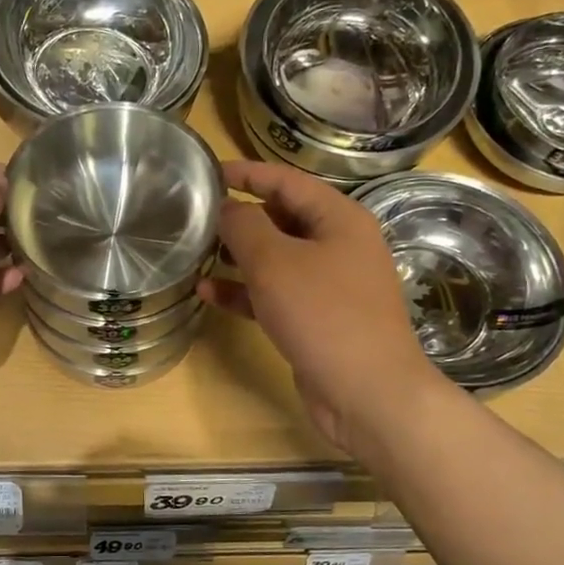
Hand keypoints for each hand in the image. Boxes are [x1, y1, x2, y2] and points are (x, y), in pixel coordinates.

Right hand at [198, 160, 440, 457]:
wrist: (367, 392)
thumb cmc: (323, 314)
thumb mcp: (275, 262)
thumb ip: (244, 226)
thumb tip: (226, 208)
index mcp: (339, 219)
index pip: (288, 181)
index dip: (247, 173)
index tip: (208, 172)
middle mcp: (338, 245)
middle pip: (282, 218)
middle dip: (239, 217)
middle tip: (196, 217)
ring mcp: (329, 285)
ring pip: (276, 259)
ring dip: (237, 256)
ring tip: (196, 253)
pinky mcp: (316, 319)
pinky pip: (275, 294)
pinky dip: (244, 291)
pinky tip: (208, 293)